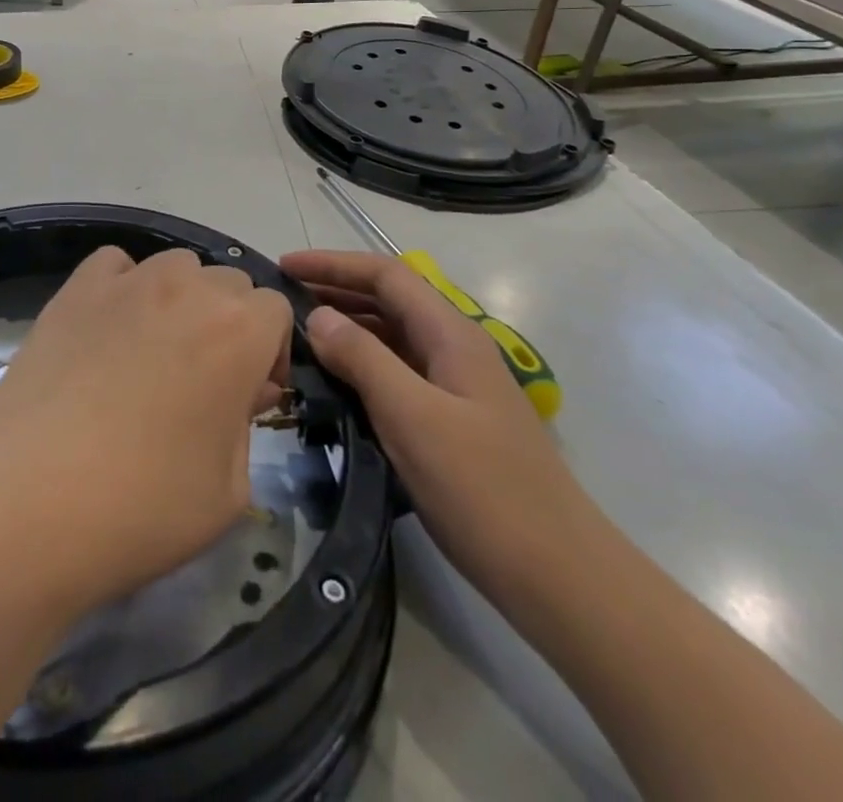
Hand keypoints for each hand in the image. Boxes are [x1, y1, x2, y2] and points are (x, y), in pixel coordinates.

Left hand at [0, 247, 292, 612]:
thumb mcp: (228, 489)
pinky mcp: (75, 288)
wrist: (28, 497)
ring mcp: (126, 282)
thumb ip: (246, 425)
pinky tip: (108, 330)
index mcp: (240, 330)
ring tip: (154, 353)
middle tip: (203, 381)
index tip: (249, 396)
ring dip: (180, 300)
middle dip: (229, 324)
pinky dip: (123, 286)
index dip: (269, 352)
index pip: (276, 310)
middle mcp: (188, 288)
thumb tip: (240, 391)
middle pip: (228, 283)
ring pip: (175, 268)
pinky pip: (116, 266)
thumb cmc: (143, 505)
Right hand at [281, 249, 604, 605]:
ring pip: (391, 337)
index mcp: (451, 335)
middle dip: (335, 290)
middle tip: (282, 299)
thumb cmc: (484, 490)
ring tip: (298, 335)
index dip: (333, 264)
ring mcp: (455, 386)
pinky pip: (396, 373)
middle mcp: (454, 349)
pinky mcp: (451, 421)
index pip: (386, 275)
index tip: (284, 266)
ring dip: (346, 327)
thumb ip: (362, 359)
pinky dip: (360, 365)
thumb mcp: (413, 417)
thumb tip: (317, 315)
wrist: (560, 578)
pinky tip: (334, 383)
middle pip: (389, 300)